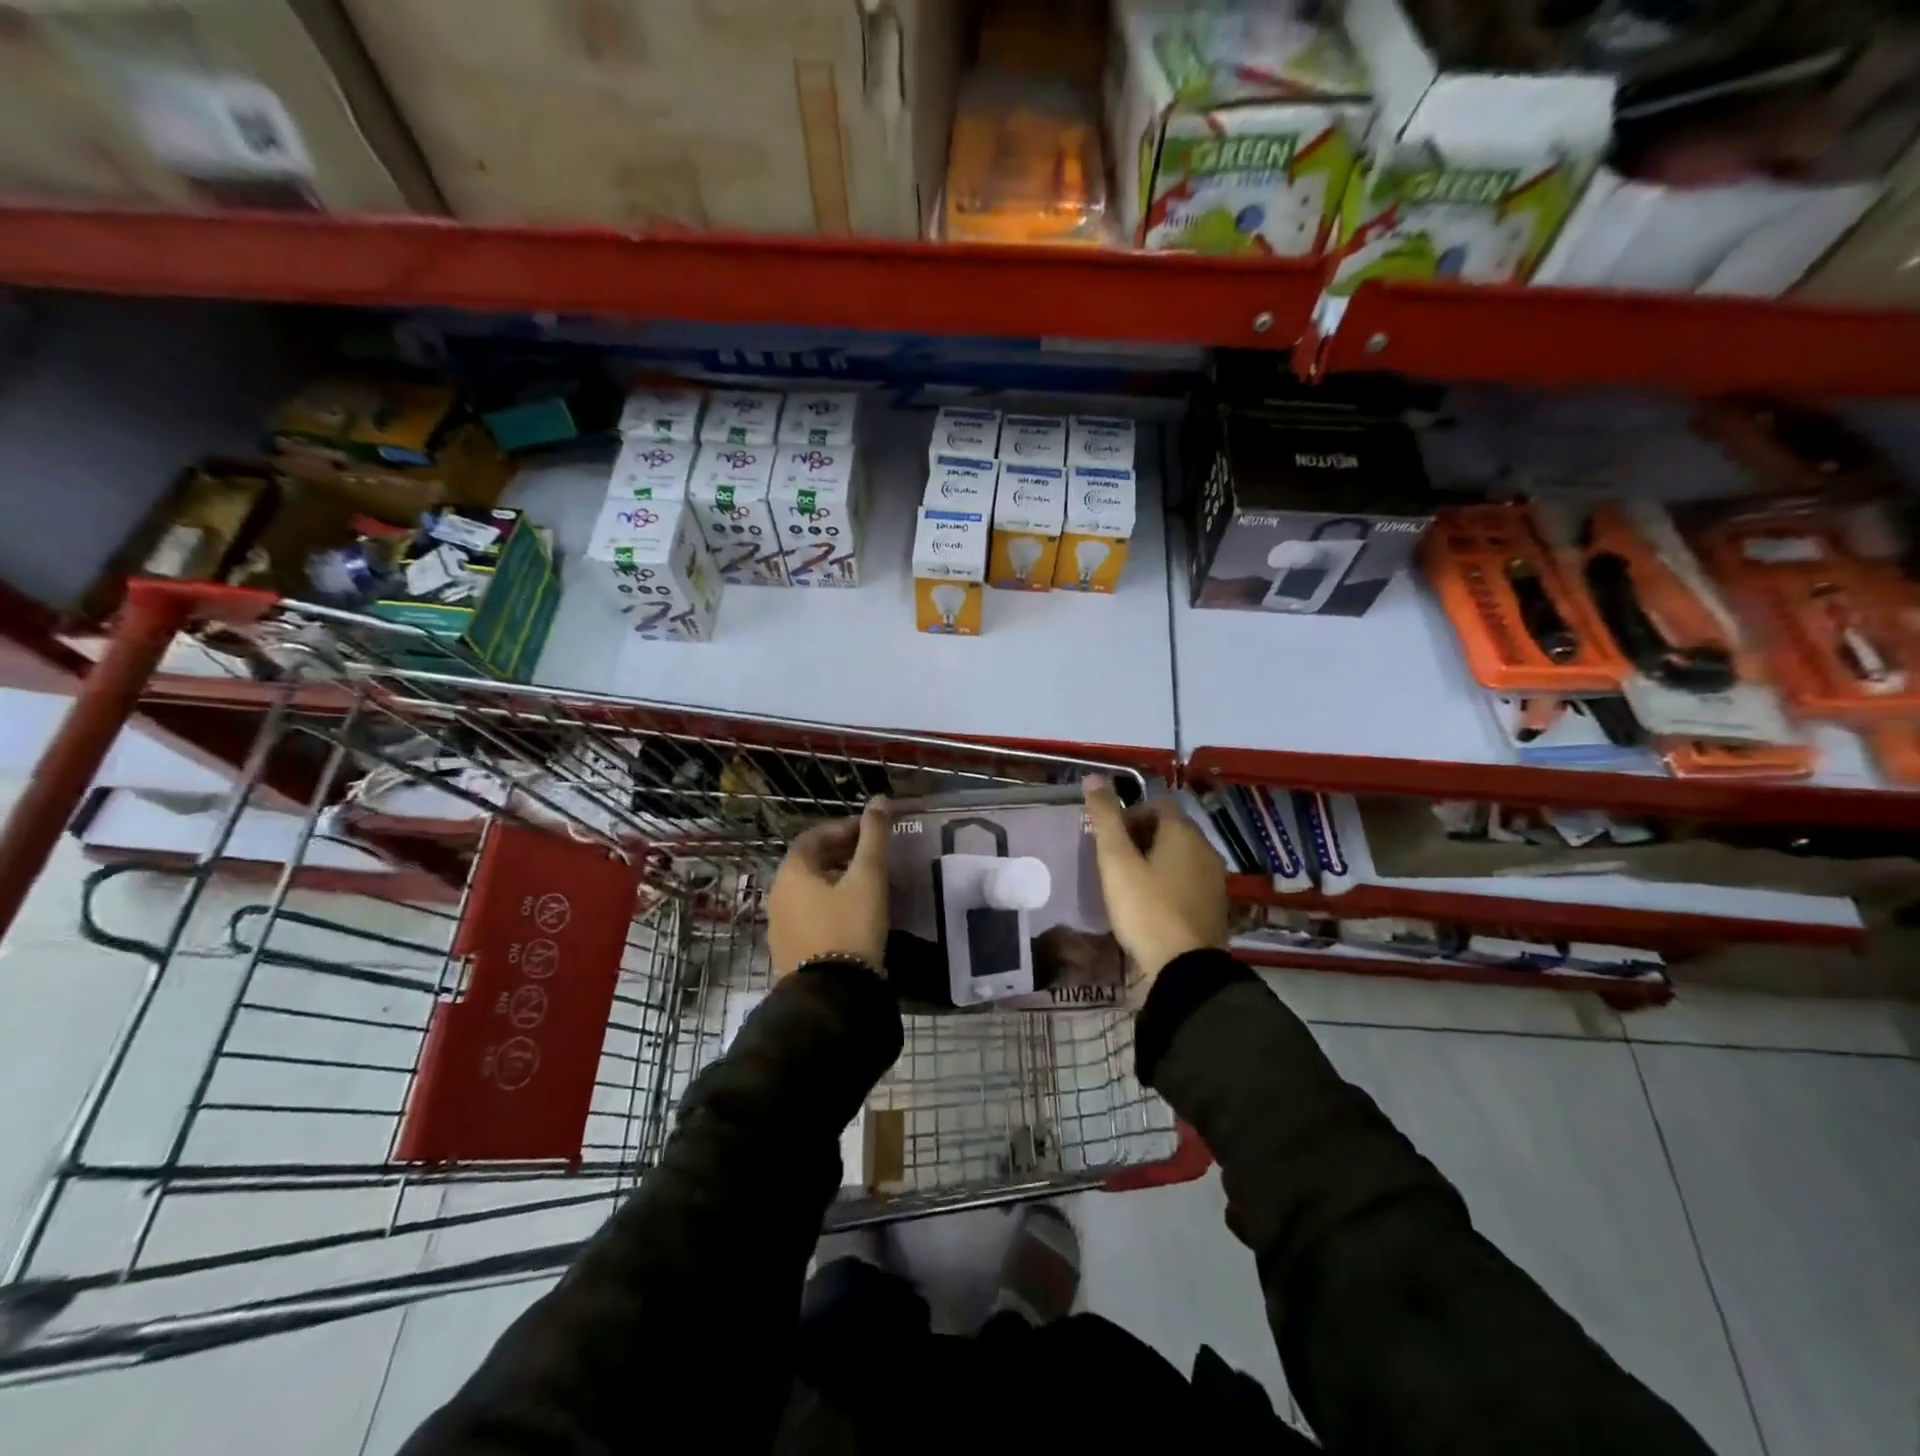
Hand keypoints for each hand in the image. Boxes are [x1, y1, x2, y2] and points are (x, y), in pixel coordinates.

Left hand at [767, 799, 891, 978]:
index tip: (870, 830)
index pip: (814, 837)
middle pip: (810, 862)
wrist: (831, 995)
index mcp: (792, 872)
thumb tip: (879, 799)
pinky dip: (830, 903)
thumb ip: (873, 837)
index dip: (843, 828)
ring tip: (868, 883)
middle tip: (872, 854)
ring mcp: (779, 925)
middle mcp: (778, 894)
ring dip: (836, 879)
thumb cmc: (850, 927)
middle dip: (841, 853)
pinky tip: (854, 914)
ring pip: (810, 890)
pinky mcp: (789, 950)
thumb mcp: (867, 878)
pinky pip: (809, 914)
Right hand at [1082, 776, 1227, 996]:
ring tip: (1128, 883)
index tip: (1110, 839)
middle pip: (1170, 828)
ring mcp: (1214, 879)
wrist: (1185, 969)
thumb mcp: (1116, 861)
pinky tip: (1150, 904)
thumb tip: (1093, 777)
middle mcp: (1205, 849)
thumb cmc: (1146, 908)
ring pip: (1180, 856)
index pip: (1157, 804)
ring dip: (1154, 861)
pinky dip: (1168, 882)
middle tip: (1114, 861)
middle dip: (1141, 837)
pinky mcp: (1214, 906)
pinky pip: (1187, 880)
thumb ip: (1105, 818)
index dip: (1130, 814)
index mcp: (1183, 832)